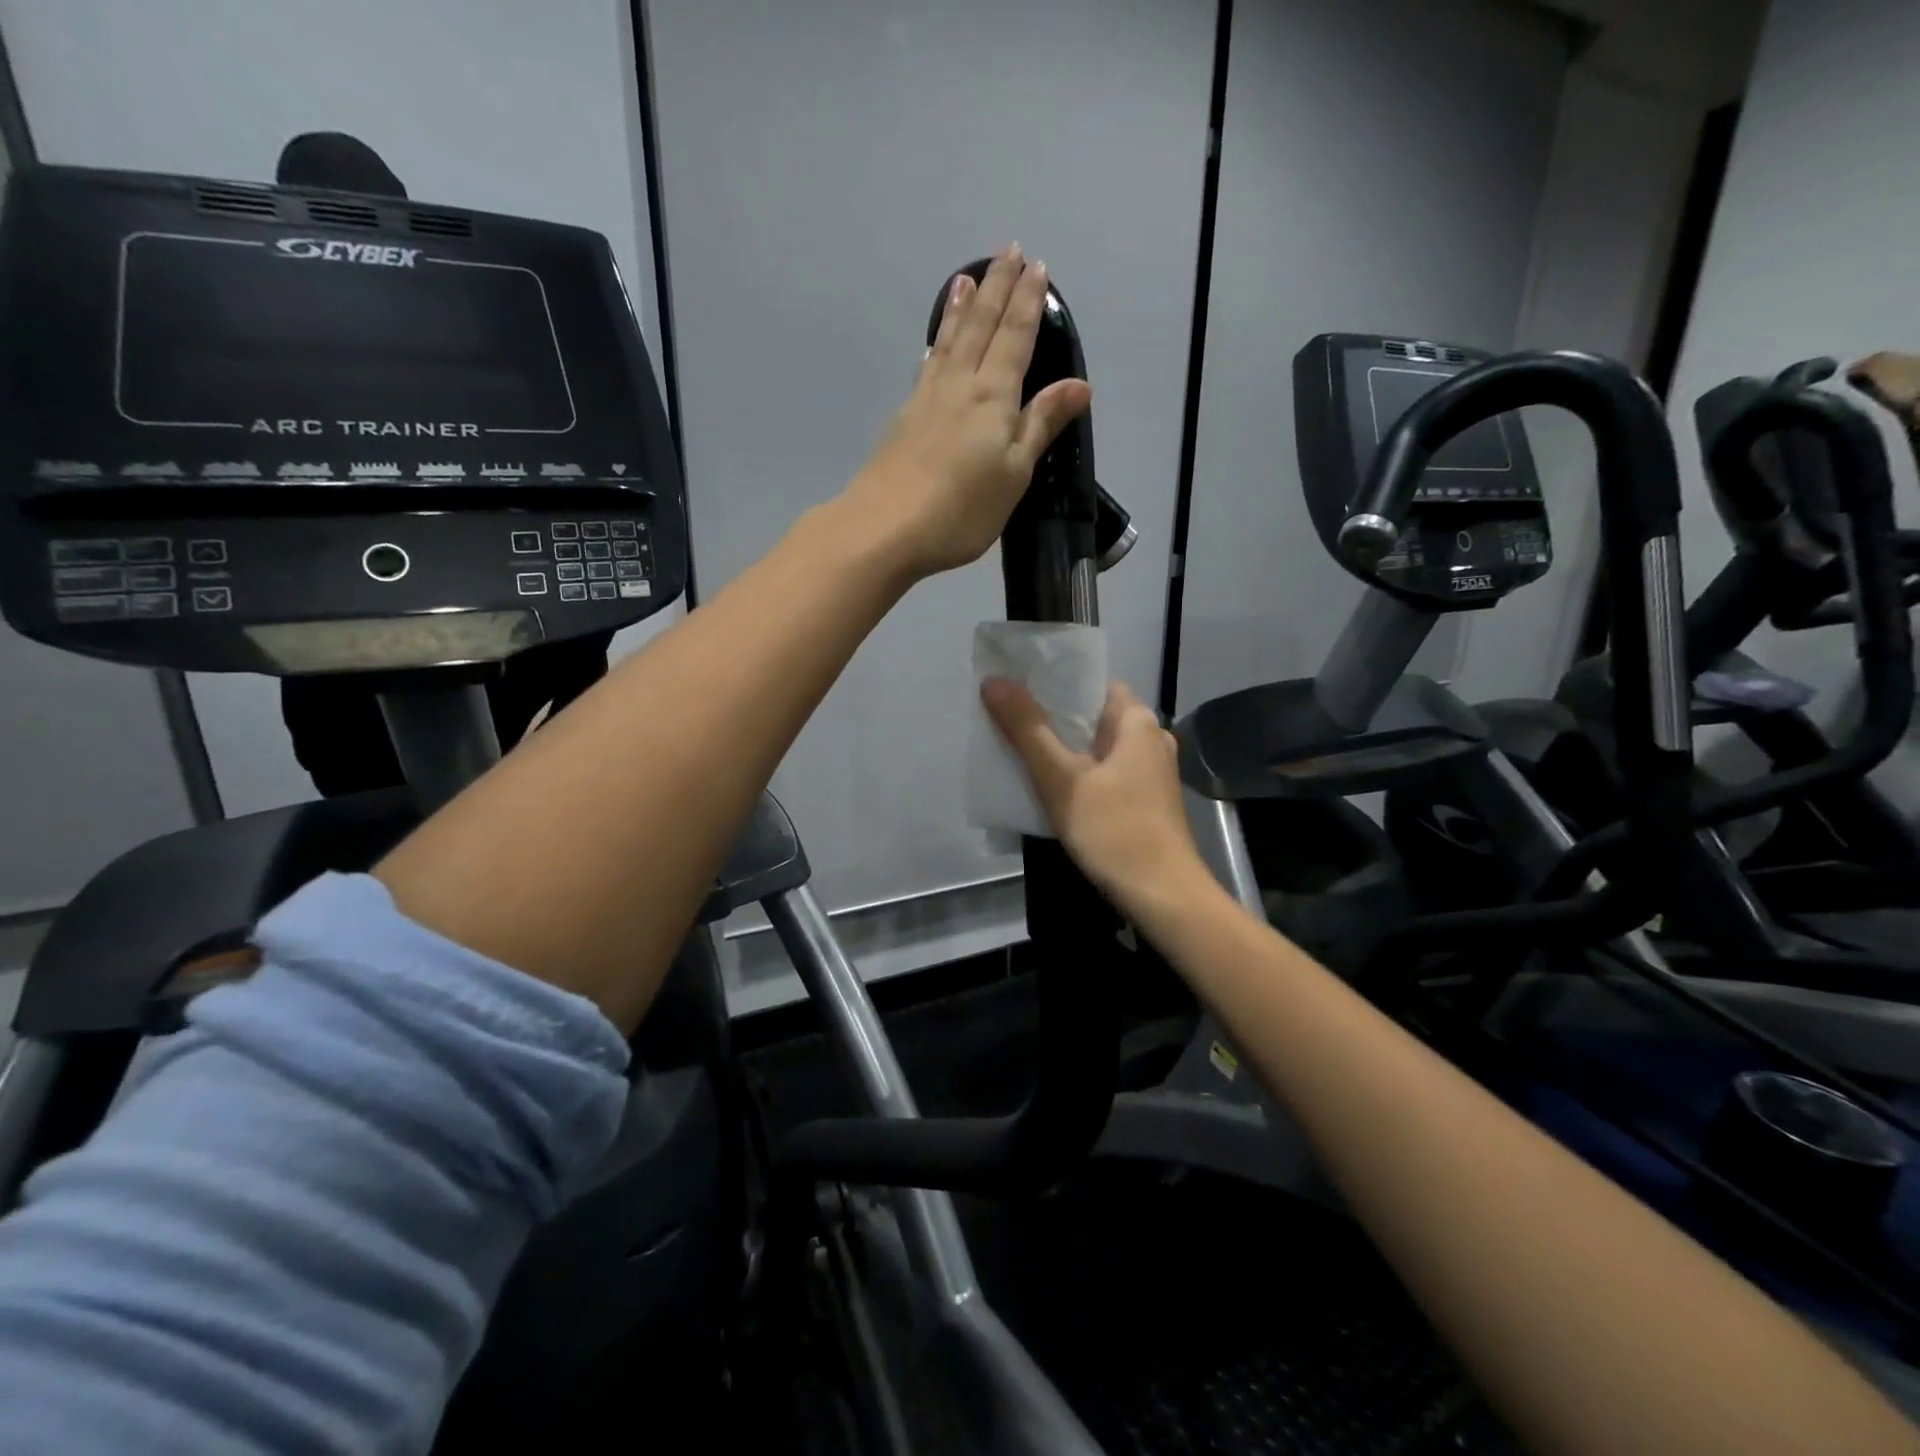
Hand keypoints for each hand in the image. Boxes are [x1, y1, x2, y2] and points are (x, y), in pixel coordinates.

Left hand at [844, 245, 1093, 580]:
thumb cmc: (960, 510)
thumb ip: (1041, 425)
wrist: (884, 529)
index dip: (1027, 303)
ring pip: (949, 342)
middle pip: (981, 327)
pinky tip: (933, 346)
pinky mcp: (903, 420)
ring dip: (961, 308)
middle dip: (997, 289)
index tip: (1036, 266)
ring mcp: (925, 400)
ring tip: (966, 277)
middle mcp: (958, 386)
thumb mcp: (1014, 474)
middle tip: (1007, 251)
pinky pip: (926, 367)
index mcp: (993, 397)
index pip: (1015, 338)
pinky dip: (934, 346)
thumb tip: (1079, 384)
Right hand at [982, 678, 1206, 914]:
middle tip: (1009, 722)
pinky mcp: (1146, 802)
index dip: (1055, 684)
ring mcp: (1152, 774)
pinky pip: (1106, 775)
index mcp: (1139, 722)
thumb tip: (993, 681)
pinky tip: (1051, 788)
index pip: (1093, 685)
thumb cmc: (1115, 830)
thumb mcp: (1062, 779)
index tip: (1017, 689)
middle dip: (1052, 720)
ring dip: (1064, 750)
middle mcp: (1152, 740)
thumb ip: (1027, 729)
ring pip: (1098, 749)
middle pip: (1093, 717)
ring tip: (1020, 752)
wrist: (1163, 897)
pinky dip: (1079, 775)